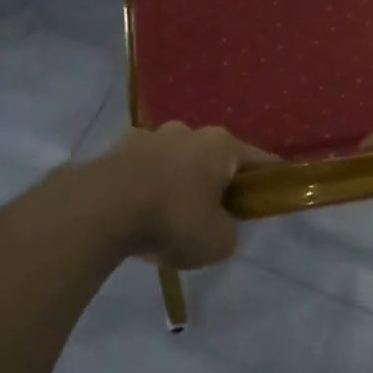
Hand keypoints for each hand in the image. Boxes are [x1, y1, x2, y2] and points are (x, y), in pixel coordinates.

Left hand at [92, 123, 275, 268]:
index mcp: (221, 145)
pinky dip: (144, 185)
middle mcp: (188, 131)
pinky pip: (141, 168)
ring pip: (174, 159)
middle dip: (215, 181)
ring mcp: (149, 136)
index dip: (269, 179)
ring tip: (167, 215)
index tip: (272, 196)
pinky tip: (136, 212)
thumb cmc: (173, 219)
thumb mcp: (218, 241)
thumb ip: (228, 230)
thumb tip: (218, 225)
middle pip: (213, 156)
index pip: (259, 160)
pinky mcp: (115, 149)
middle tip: (212, 214)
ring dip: (177, 180)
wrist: (101, 210)